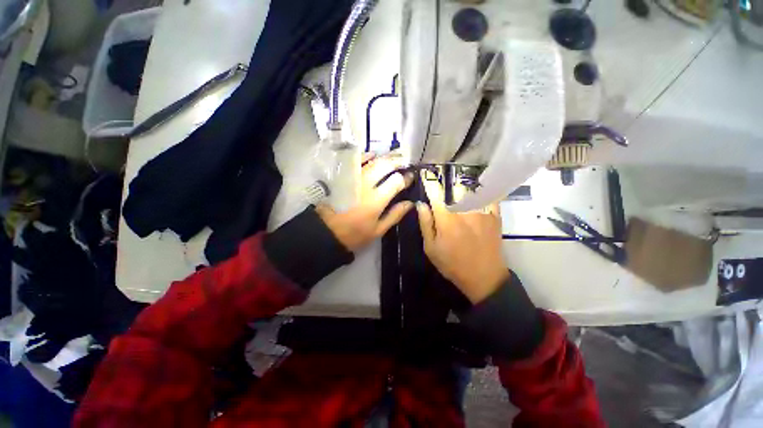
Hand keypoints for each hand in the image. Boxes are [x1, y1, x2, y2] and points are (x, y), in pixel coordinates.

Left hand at [316, 153, 413, 251]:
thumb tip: (410, 203)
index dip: (406, 178)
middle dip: (397, 161)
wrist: (326, 232)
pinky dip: (365, 156)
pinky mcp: (343, 177)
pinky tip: (373, 155)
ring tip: (394, 157)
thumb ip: (394, 215)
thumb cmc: (354, 234)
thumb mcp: (377, 230)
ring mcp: (353, 179)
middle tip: (405, 161)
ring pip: (371, 160)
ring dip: (385, 157)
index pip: (396, 181)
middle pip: (384, 165)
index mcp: (376, 200)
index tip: (411, 177)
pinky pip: (355, 162)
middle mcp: (365, 185)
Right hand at [416, 171, 508, 303]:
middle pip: (455, 187)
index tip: (426, 172)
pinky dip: (483, 188)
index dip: (430, 181)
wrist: (484, 277)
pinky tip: (479, 184)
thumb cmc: (453, 264)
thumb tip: (421, 204)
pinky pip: (490, 195)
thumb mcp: (431, 248)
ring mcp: (483, 212)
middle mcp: (465, 211)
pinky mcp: (495, 216)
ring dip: (463, 180)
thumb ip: (425, 224)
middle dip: (447, 178)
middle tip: (443, 174)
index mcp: (447, 219)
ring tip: (458, 175)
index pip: (436, 194)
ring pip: (472, 188)